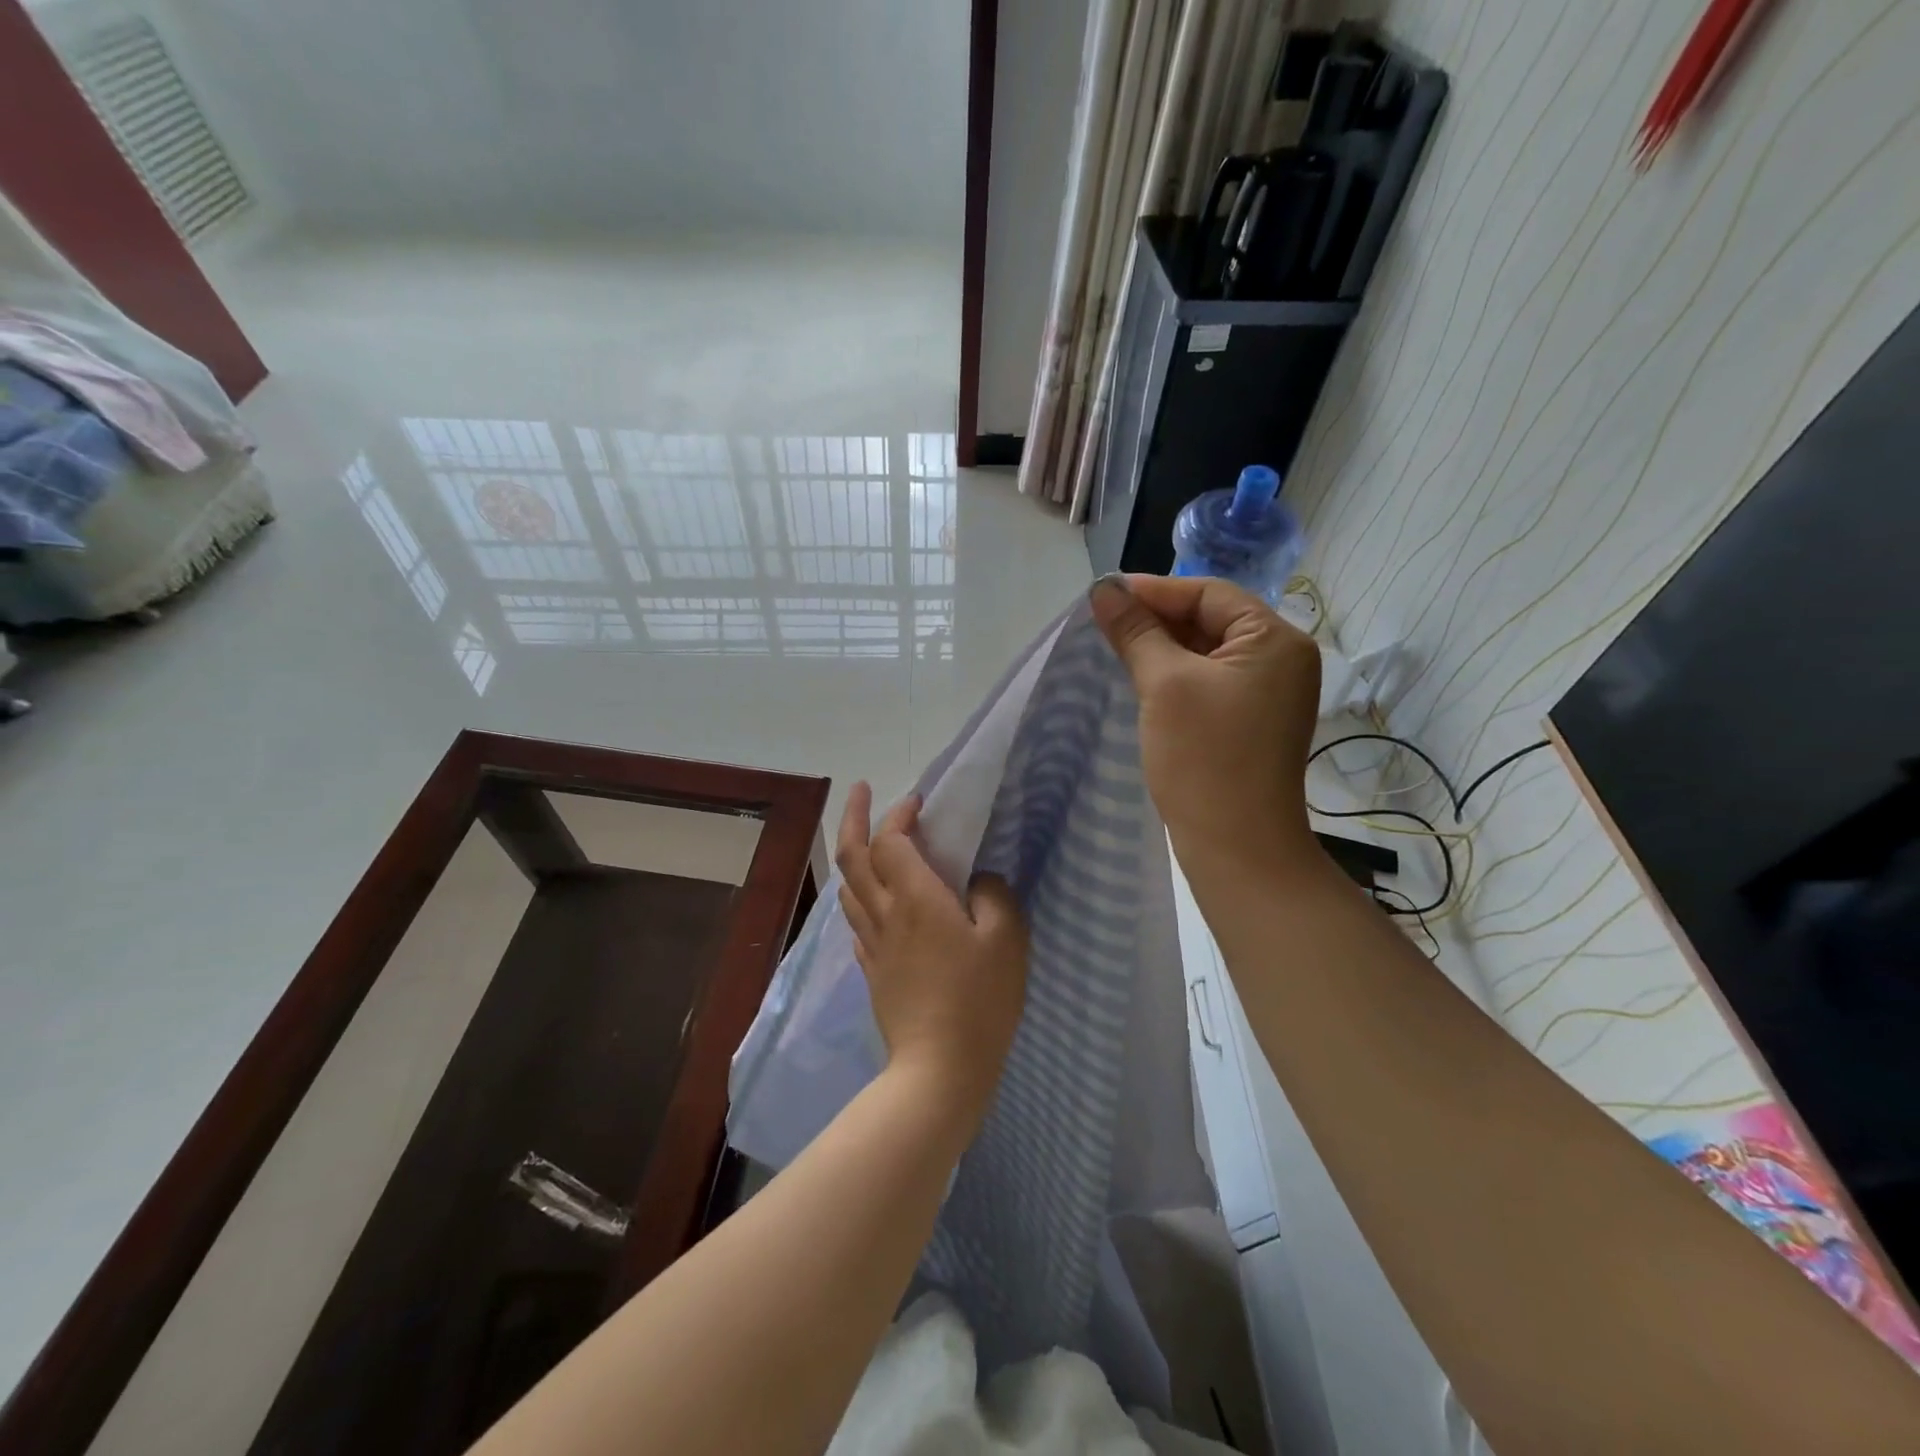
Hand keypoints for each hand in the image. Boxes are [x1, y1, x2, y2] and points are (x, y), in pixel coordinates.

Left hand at [835, 783, 1028, 1116]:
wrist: (939, 1069)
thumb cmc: (979, 1000)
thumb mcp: (1006, 940)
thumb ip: (994, 896)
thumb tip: (978, 880)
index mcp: (916, 898)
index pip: (892, 841)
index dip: (899, 814)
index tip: (918, 802)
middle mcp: (885, 913)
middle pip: (853, 856)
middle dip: (854, 817)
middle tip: (862, 790)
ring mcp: (874, 944)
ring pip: (849, 887)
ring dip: (853, 854)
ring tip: (868, 840)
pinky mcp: (873, 970)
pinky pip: (857, 920)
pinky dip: (860, 895)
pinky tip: (874, 900)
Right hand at [1090, 573, 1321, 874]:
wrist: (1238, 847)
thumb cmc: (1204, 757)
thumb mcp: (1164, 684)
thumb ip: (1135, 631)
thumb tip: (1103, 589)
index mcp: (1276, 640)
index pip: (1209, 594)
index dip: (1154, 590)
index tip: (1103, 596)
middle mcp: (1282, 660)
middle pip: (1211, 620)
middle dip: (1157, 619)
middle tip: (1104, 623)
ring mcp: (1269, 694)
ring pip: (1207, 653)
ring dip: (1162, 648)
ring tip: (1114, 648)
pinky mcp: (1251, 722)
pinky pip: (1209, 682)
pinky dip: (1175, 676)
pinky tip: (1141, 680)